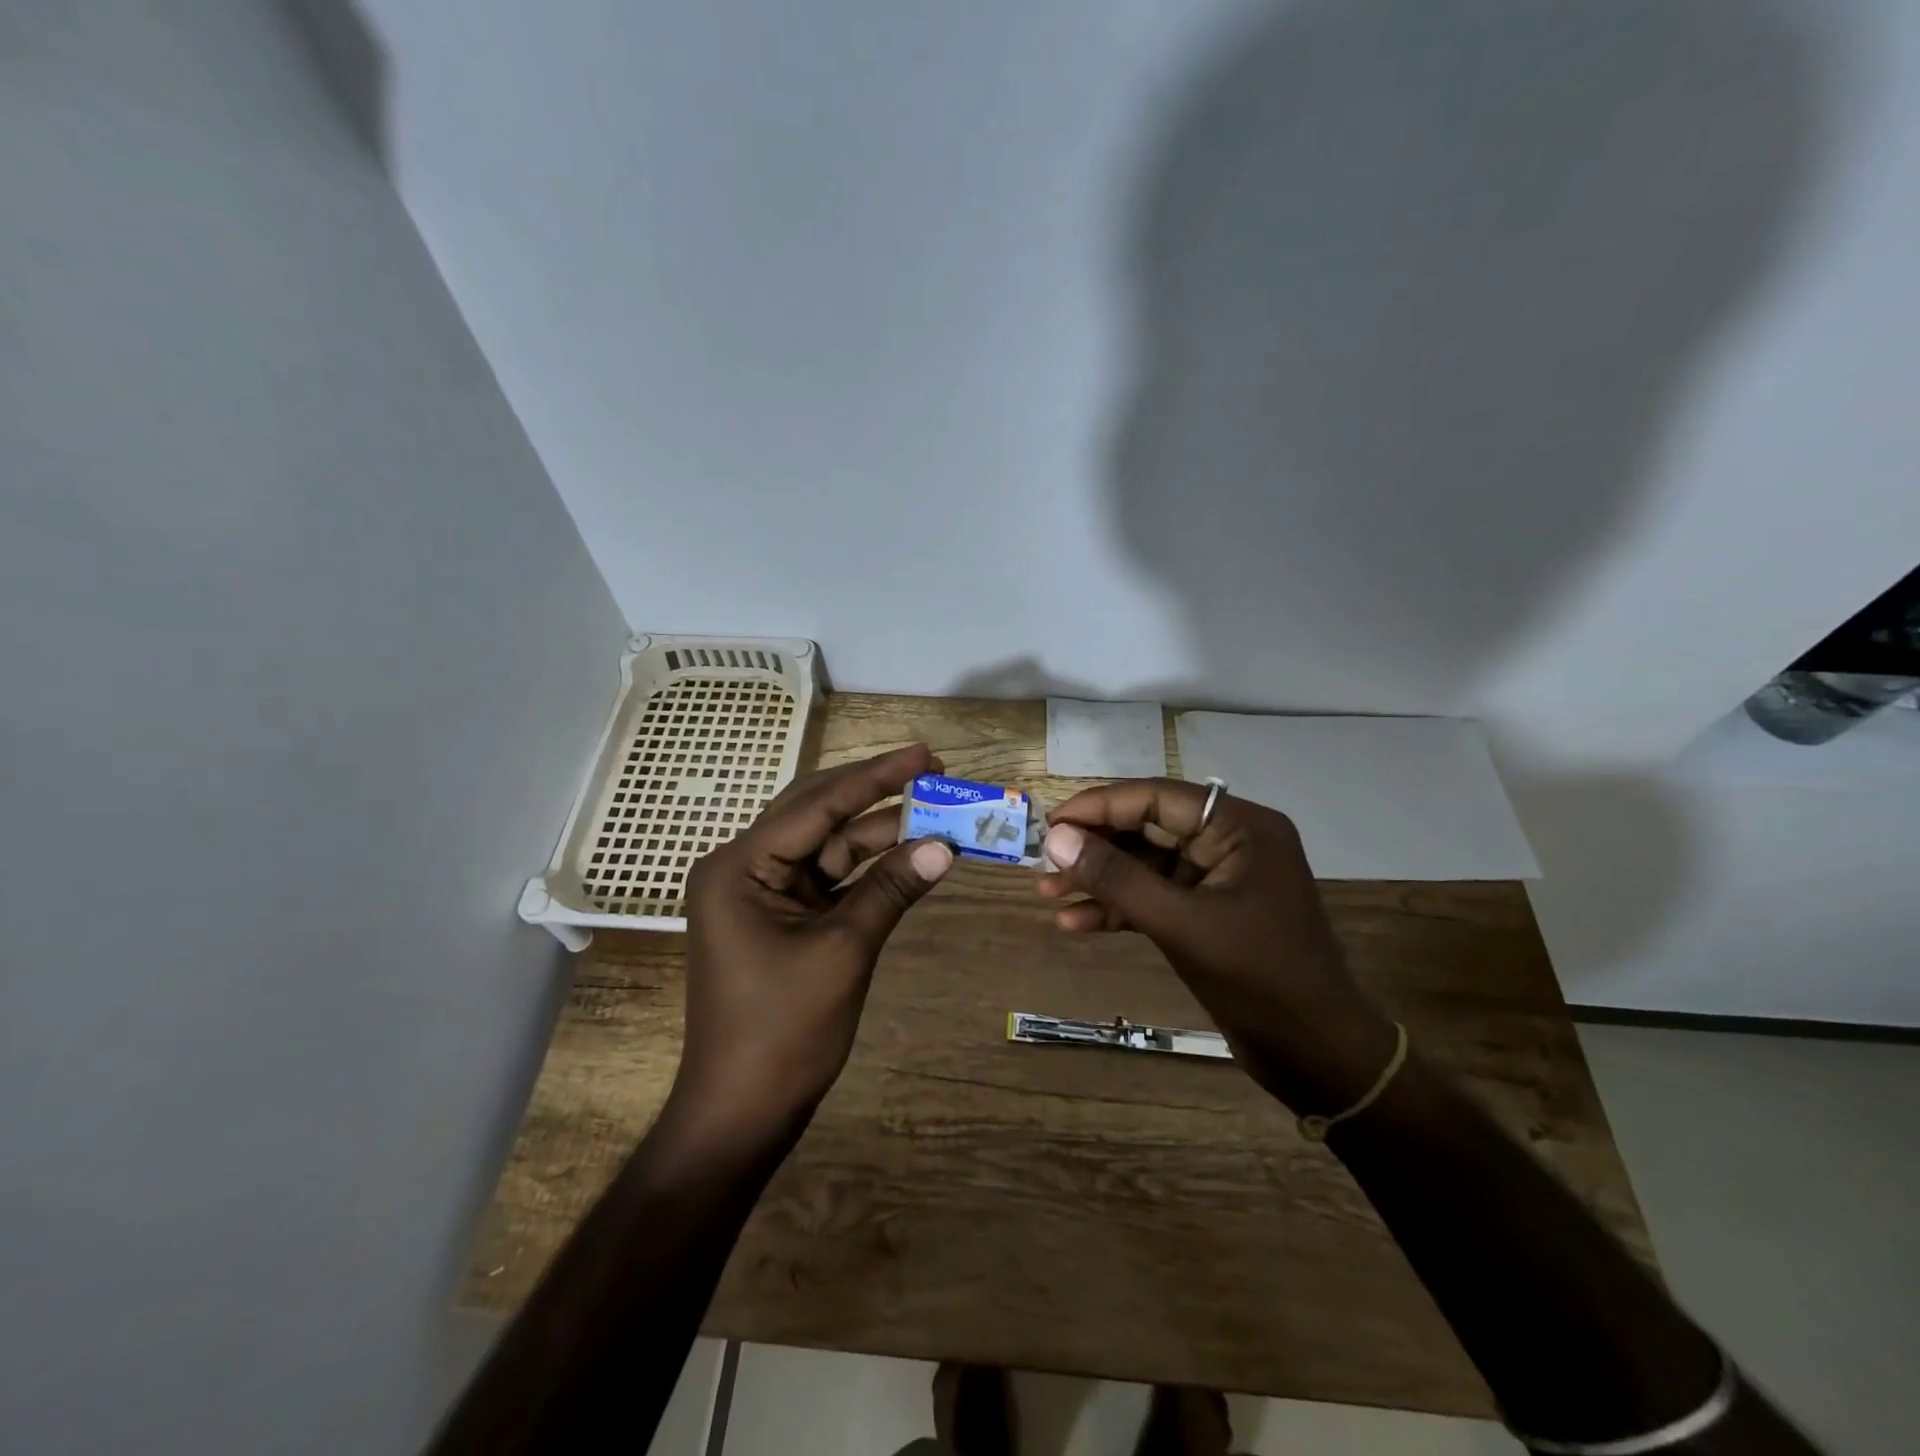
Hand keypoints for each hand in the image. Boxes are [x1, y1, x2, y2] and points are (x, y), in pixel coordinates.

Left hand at [678, 744, 953, 1132]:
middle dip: (876, 794)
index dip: (877, 777)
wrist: (743, 1110)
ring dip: (879, 833)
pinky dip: (868, 869)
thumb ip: (892, 890)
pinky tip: (910, 855)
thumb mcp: (844, 951)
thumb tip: (946, 846)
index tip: (925, 755)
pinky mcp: (782, 916)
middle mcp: (743, 867)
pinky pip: (830, 878)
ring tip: (936, 814)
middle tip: (932, 772)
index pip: (816, 804)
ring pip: (828, 845)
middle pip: (817, 813)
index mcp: (739, 866)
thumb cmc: (783, 1031)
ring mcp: (762, 892)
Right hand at [1036, 780, 1396, 1114]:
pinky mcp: (1208, 914)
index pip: (1156, 797)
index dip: (1099, 806)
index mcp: (1239, 827)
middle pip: (1147, 829)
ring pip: (1145, 866)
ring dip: (1099, 880)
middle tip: (1042, 862)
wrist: (1317, 1057)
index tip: (1050, 824)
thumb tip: (1056, 839)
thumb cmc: (1259, 979)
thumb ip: (1117, 878)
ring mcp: (1218, 880)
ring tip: (1046, 893)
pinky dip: (1118, 909)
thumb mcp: (1181, 924)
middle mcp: (1229, 842)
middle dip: (1094, 848)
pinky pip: (1154, 898)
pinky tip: (1075, 923)